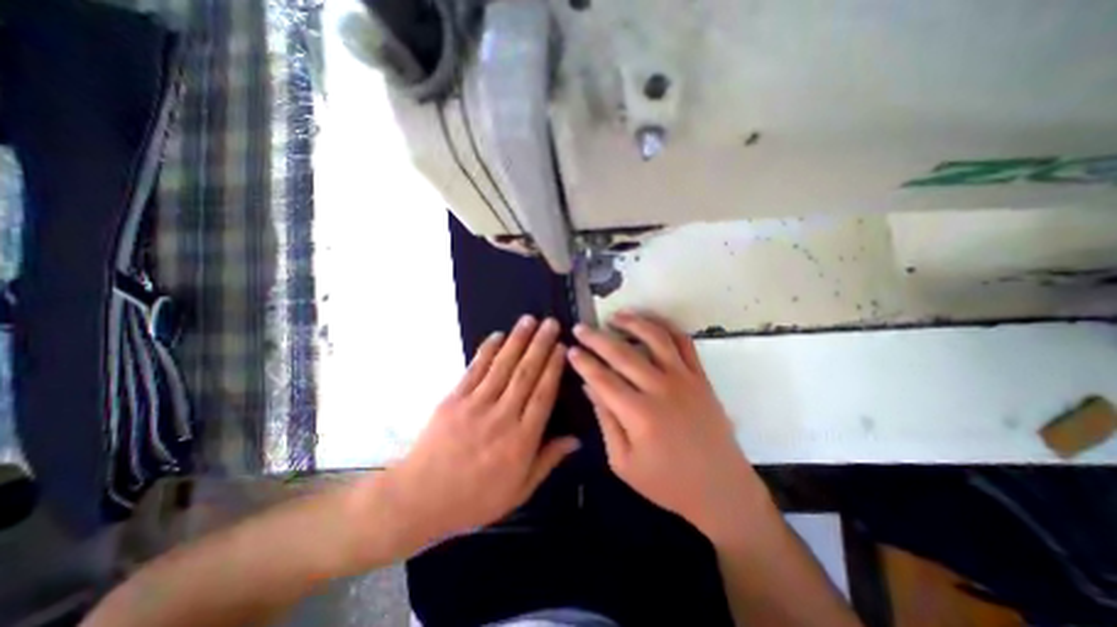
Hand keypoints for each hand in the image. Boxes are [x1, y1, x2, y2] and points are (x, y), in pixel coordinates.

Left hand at [376, 317, 580, 544]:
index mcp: (521, 440)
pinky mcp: (454, 399)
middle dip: (540, 345)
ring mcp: (476, 405)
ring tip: (529, 320)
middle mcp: (502, 417)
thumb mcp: (519, 490)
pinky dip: (487, 350)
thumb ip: (548, 460)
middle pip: (526, 374)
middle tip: (551, 323)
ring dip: (517, 340)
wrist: (419, 499)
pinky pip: (475, 369)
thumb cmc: (475, 499)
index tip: (562, 347)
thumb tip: (575, 438)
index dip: (554, 368)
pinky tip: (498, 335)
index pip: (543, 395)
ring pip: (503, 366)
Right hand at [571, 313, 772, 544]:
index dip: (583, 362)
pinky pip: (684, 342)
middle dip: (596, 338)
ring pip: (655, 338)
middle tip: (580, 327)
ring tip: (614, 316)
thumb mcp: (623, 462)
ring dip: (632, 322)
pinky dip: (666, 326)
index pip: (602, 379)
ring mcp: (684, 379)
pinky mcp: (701, 376)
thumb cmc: (667, 482)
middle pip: (622, 353)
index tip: (569, 349)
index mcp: (639, 415)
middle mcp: (661, 389)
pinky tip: (651, 323)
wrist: (721, 489)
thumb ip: (605, 421)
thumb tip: (589, 387)